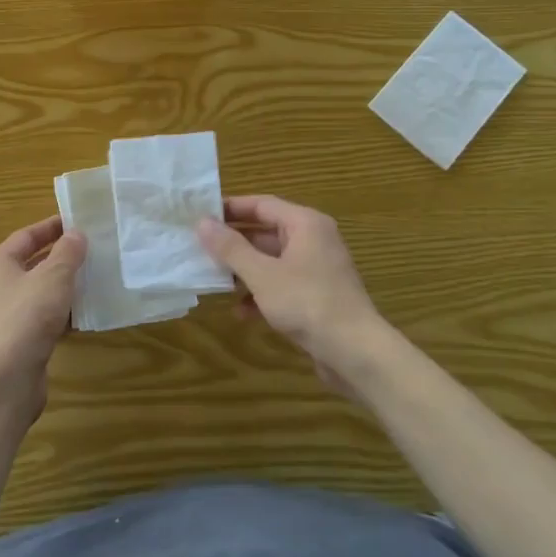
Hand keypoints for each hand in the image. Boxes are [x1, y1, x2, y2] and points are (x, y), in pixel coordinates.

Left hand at [0, 214, 87, 416]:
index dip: (52, 227)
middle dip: (61, 257)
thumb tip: (76, 234)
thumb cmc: (27, 316)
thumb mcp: (53, 277)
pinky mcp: (18, 340)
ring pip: (39, 292)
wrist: (6, 378)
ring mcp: (6, 314)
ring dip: (64, 286)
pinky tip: (85, 314)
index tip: (78, 221)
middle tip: (92, 250)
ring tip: (95, 279)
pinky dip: (62, 313)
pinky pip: (43, 317)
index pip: (27, 235)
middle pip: (32, 263)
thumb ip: (68, 253)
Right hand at [197, 195, 387, 394]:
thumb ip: (231, 248)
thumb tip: (202, 222)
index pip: (261, 204)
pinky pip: (282, 284)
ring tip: (214, 280)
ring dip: (244, 270)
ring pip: (271, 260)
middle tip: (199, 248)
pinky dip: (261, 293)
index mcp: (305, 224)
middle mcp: (313, 240)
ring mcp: (316, 269)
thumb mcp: (262, 274)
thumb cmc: (307, 303)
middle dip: (233, 243)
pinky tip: (241, 311)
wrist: (356, 352)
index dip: (230, 208)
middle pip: (265, 232)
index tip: (200, 215)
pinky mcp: (316, 295)